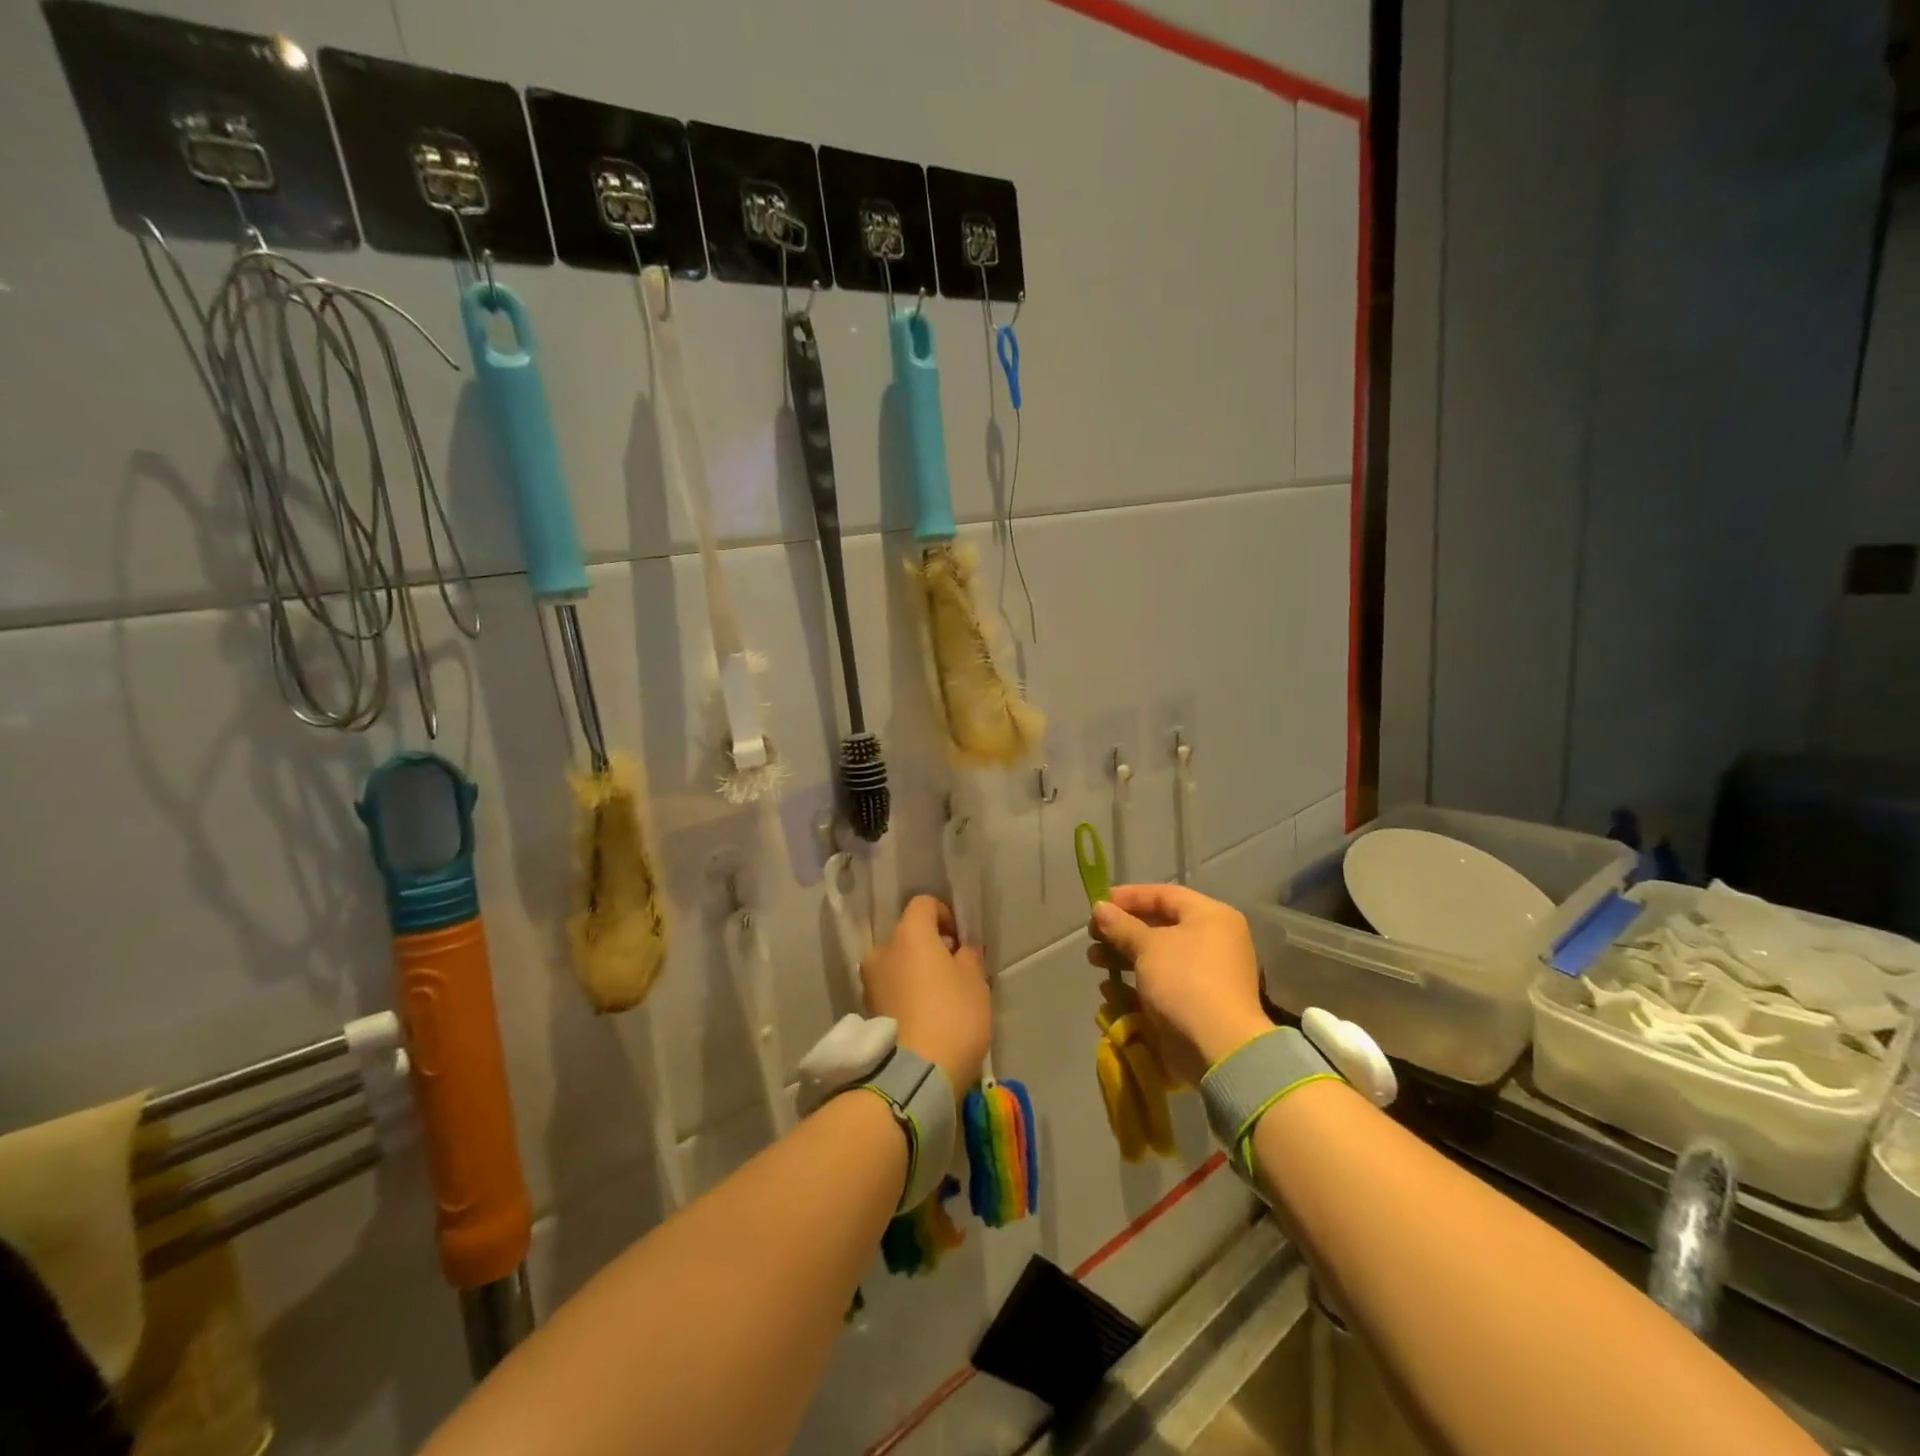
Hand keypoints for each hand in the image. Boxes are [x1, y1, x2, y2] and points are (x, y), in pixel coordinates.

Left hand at [863, 895, 990, 1096]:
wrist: (915, 1075)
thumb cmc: (952, 1016)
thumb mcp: (975, 983)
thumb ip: (969, 958)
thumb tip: (962, 950)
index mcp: (908, 934)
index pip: (923, 904)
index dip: (944, 916)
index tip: (960, 941)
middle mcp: (882, 951)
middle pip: (907, 936)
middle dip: (929, 948)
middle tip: (953, 972)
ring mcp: (869, 982)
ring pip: (896, 965)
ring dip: (915, 973)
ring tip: (939, 1000)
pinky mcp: (866, 1011)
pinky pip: (890, 990)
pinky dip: (905, 995)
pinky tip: (924, 1018)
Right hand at [1087, 885, 1270, 1085]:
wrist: (1219, 1048)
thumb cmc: (1184, 981)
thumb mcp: (1147, 946)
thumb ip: (1121, 925)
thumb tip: (1100, 908)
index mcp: (1210, 917)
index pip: (1164, 895)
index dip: (1129, 897)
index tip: (1099, 904)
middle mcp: (1212, 942)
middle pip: (1158, 927)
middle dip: (1121, 931)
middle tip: (1092, 936)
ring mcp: (1204, 975)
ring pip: (1155, 958)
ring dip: (1122, 957)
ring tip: (1094, 961)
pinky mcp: (1193, 1004)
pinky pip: (1160, 986)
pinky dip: (1134, 985)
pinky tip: (1109, 990)